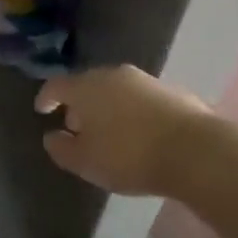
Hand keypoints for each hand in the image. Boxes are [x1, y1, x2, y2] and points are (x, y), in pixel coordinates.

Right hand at [35, 64, 216, 195]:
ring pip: (115, 90)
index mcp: (86, 87)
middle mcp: (112, 75)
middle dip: (79, 104)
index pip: (57, 85)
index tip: (42, 110)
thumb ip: (62, 149)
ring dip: (106, 107)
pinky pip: (140, 99)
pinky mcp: (171, 91)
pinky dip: (131, 111)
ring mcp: (144, 80)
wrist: (195, 150)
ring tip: (108, 132)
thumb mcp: (87, 162)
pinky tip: (138, 133)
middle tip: (76, 126)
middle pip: (87, 84)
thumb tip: (52, 137)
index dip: (46, 97)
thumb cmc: (130, 155)